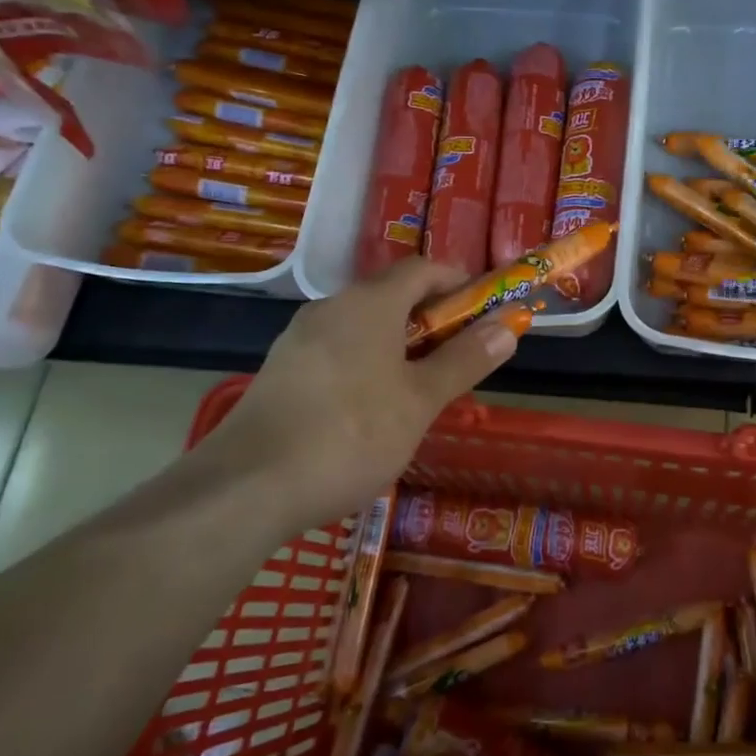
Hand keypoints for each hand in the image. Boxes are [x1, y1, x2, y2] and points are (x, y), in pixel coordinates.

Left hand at [195, 258, 521, 520]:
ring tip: (420, 386)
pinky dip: (366, 361)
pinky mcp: (281, 370)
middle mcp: (332, 307)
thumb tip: (509, 325)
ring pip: (363, 325)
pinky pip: (337, 349)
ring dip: (399, 342)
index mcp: (370, 302)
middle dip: (432, 317)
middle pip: (392, 295)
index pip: (422, 268)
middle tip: (459, 355)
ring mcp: (300, 338)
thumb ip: (465, 360)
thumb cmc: (350, 434)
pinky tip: (371, 408)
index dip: (458, 281)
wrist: (246, 487)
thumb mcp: (420, 400)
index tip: (484, 308)